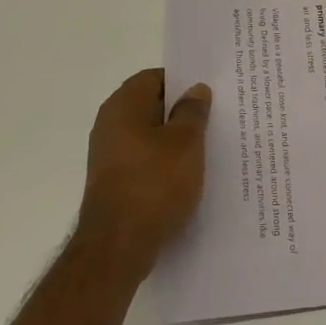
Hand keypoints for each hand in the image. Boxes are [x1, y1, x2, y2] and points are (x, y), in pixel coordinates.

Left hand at [71, 69, 212, 282]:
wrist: (118, 247)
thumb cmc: (154, 185)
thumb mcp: (186, 143)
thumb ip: (192, 112)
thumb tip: (195, 90)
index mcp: (124, 105)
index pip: (155, 77)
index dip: (183, 81)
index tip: (210, 93)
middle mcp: (110, 123)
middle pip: (151, 105)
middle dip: (182, 111)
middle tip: (216, 117)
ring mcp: (109, 154)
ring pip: (149, 134)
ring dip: (175, 139)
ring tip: (208, 147)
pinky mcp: (113, 180)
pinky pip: (144, 159)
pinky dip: (164, 161)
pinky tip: (188, 175)